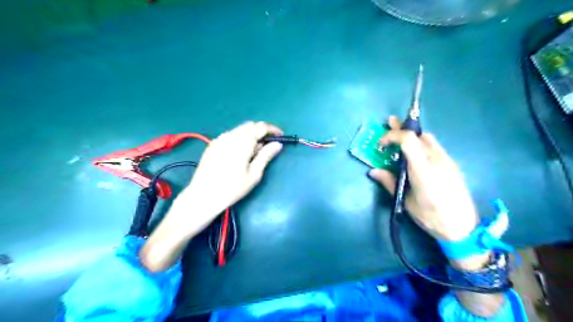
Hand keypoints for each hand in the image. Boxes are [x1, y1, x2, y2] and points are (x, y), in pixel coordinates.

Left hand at [174, 121, 282, 227]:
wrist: (203, 196)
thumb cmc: (232, 188)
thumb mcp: (254, 174)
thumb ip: (266, 156)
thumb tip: (277, 144)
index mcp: (243, 142)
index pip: (261, 127)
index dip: (273, 129)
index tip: (281, 136)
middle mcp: (230, 136)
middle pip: (250, 125)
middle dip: (261, 131)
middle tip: (268, 144)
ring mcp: (219, 139)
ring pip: (239, 129)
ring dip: (250, 134)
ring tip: (254, 150)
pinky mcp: (212, 145)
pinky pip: (230, 135)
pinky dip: (239, 138)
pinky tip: (239, 152)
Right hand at [367, 116, 479, 240]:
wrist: (463, 228)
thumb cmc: (430, 216)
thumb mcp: (406, 200)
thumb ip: (389, 182)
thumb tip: (373, 171)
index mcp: (422, 168)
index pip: (408, 139)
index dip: (392, 136)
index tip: (381, 144)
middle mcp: (436, 159)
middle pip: (418, 135)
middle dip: (401, 128)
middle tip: (390, 121)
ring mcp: (447, 161)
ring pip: (428, 139)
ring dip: (412, 136)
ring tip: (400, 140)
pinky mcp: (452, 165)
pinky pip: (435, 147)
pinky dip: (422, 144)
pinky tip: (417, 155)